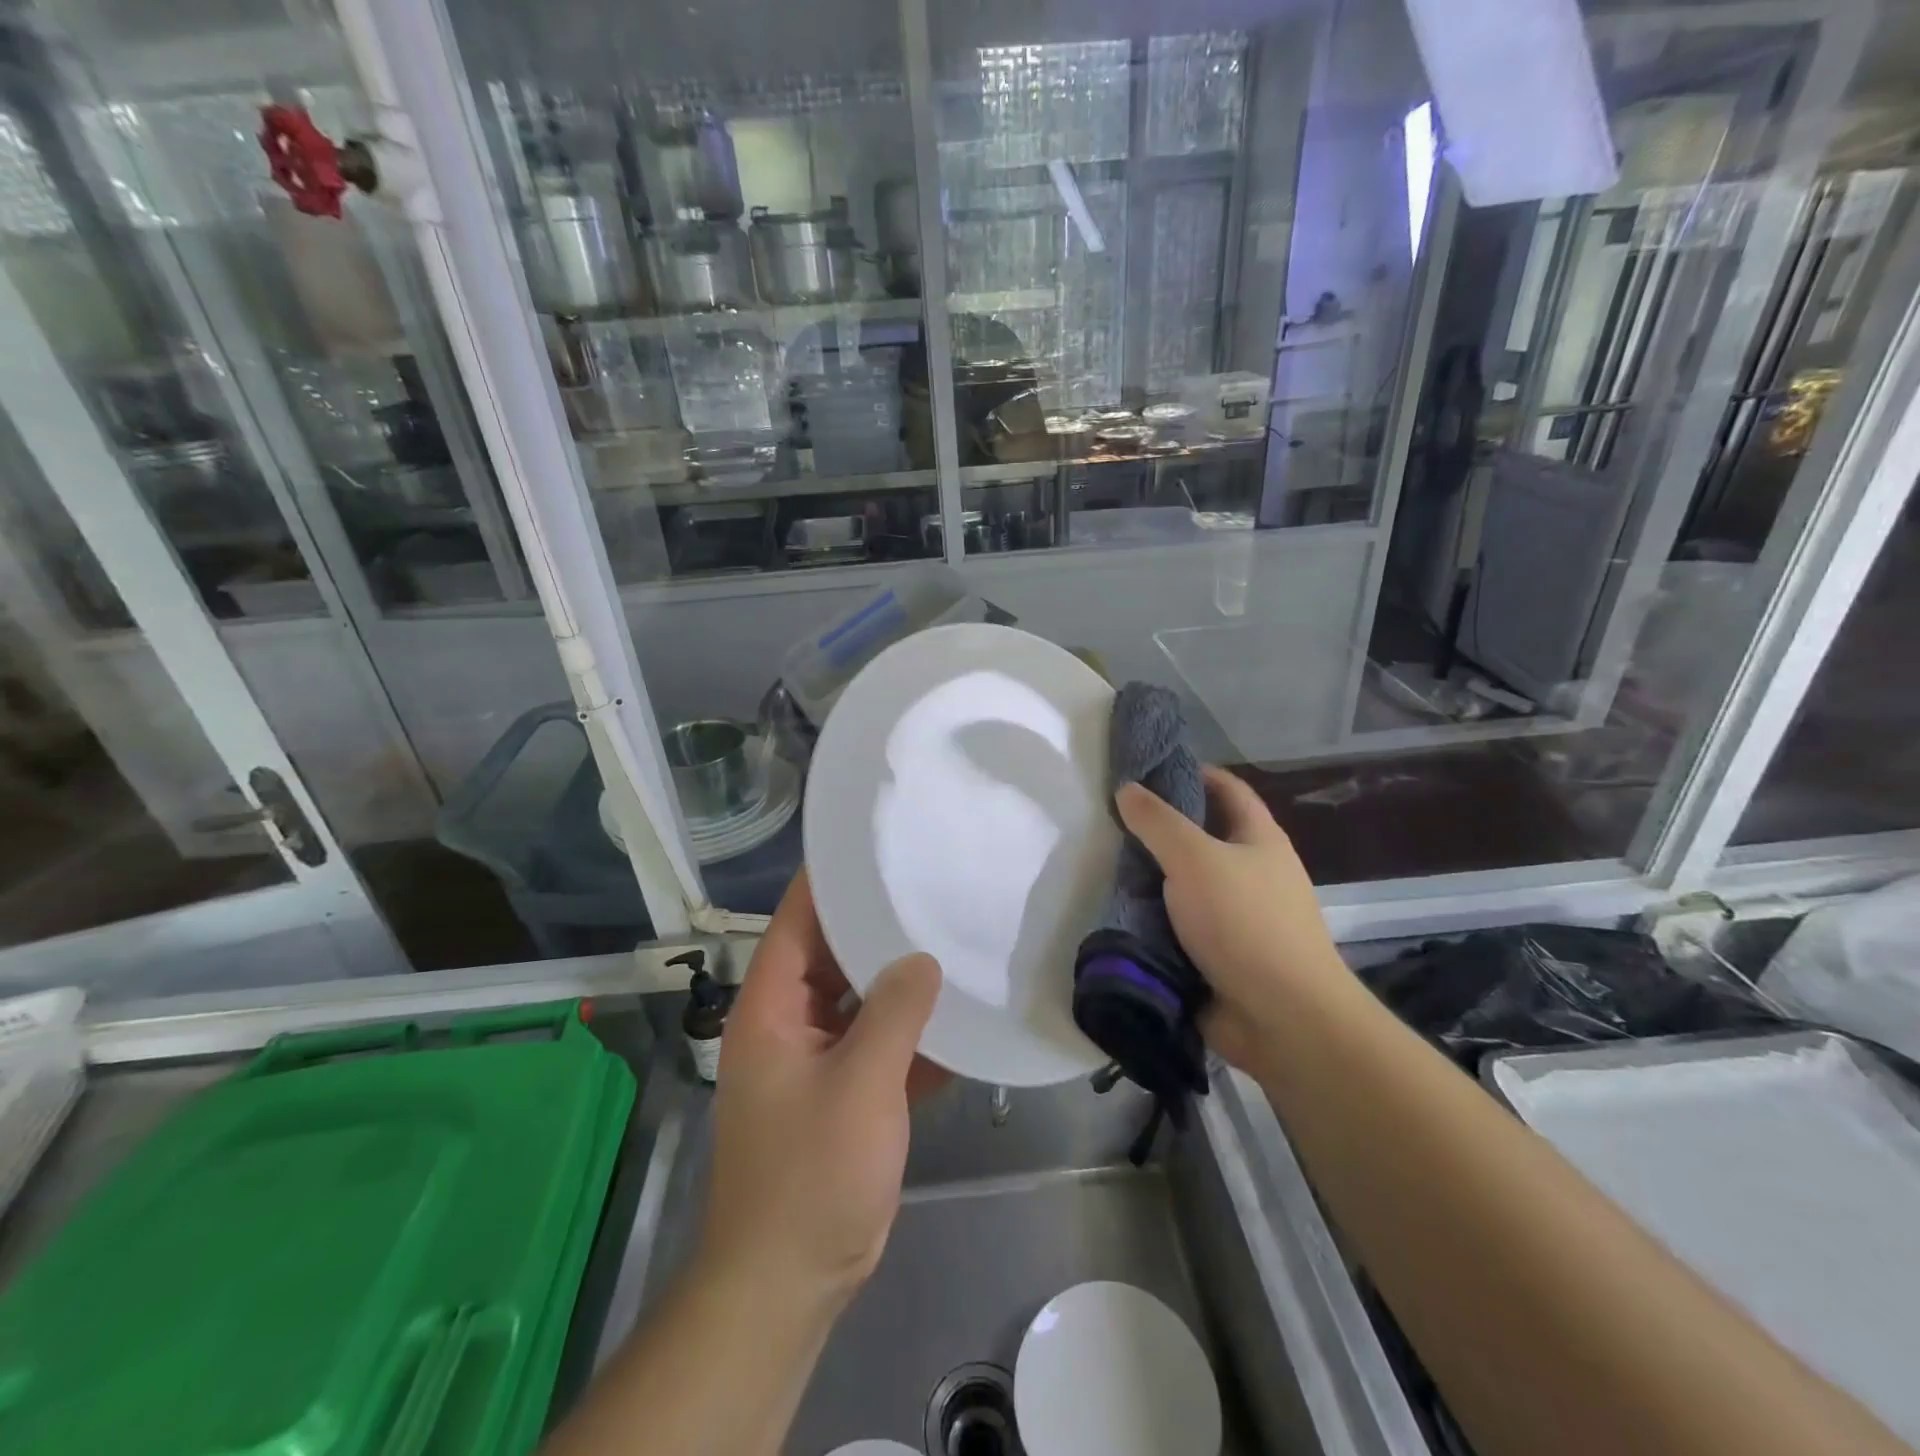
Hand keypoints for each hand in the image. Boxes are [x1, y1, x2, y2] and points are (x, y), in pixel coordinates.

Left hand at [700, 869, 943, 1312]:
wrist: (788, 1283)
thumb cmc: (812, 1176)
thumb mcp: (860, 1085)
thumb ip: (894, 1012)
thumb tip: (922, 957)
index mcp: (772, 1007)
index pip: (798, 920)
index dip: (832, 880)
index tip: (878, 845)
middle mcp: (789, 1022)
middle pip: (833, 954)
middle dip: (879, 925)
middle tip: (932, 886)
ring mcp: (816, 1058)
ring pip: (859, 998)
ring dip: (900, 979)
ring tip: (951, 935)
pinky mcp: (843, 1092)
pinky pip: (878, 1042)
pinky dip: (910, 1030)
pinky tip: (957, 1014)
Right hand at [1116, 766, 1349, 1071]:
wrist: (1282, 1018)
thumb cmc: (1245, 923)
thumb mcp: (1195, 858)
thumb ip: (1158, 822)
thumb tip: (1127, 789)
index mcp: (1259, 839)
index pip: (1227, 788)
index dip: (1192, 772)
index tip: (1146, 770)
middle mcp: (1251, 872)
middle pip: (1202, 836)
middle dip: (1159, 828)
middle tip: (1111, 821)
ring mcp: (1236, 916)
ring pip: (1185, 883)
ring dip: (1151, 876)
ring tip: (1104, 863)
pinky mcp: (1217, 953)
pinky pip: (1178, 924)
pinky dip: (1152, 917)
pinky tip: (1117, 911)